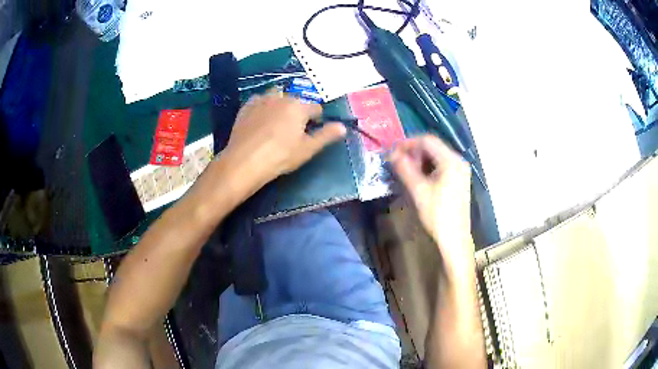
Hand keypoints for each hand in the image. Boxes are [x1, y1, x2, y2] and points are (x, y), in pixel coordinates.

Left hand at [223, 91, 345, 190]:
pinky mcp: (246, 107)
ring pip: (276, 97)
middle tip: (292, 132)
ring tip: (276, 123)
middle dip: (298, 112)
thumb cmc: (280, 156)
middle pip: (296, 101)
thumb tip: (343, 126)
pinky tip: (260, 120)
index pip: (316, 108)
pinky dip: (263, 107)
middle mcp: (281, 98)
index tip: (311, 133)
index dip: (317, 120)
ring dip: (280, 105)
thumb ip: (326, 135)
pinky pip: (258, 101)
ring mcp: (261, 101)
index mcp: (299, 107)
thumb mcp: (308, 149)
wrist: (245, 161)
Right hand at [390, 135, 473, 264]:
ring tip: (406, 171)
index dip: (408, 143)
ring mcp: (460, 171)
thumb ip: (404, 169)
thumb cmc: (438, 214)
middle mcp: (458, 161)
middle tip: (398, 163)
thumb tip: (391, 154)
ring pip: (436, 157)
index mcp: (451, 160)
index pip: (427, 140)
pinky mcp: (459, 180)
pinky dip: (428, 168)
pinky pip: (441, 166)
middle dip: (413, 152)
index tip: (393, 152)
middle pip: (433, 147)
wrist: (454, 238)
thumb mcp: (418, 190)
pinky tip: (419, 178)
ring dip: (420, 160)